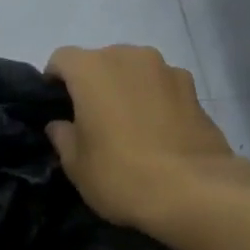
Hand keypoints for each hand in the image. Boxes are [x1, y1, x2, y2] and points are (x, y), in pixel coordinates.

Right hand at [45, 45, 249, 236]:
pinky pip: (161, 87)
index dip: (54, 81)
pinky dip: (154, 100)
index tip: (56, 107)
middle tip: (91, 119)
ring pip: (134, 71)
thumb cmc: (121, 174)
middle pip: (101, 61)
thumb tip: (62, 125)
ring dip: (126, 89)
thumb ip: (63, 136)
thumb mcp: (75, 164)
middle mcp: (129, 57)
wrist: (195, 192)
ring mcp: (166, 70)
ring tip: (128, 126)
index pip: (61, 59)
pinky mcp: (194, 90)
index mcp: (92, 69)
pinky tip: (156, 132)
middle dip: (92, 84)